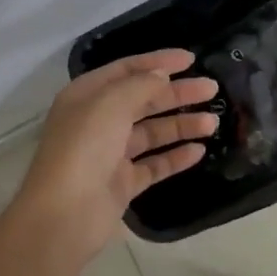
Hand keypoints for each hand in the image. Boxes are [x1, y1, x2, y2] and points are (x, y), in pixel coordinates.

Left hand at [16, 50, 219, 261]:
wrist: (64, 215)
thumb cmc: (84, 147)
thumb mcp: (111, 103)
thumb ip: (141, 84)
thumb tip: (161, 75)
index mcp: (87, 96)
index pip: (127, 70)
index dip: (159, 62)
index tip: (191, 59)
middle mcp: (98, 121)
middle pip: (144, 100)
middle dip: (177, 93)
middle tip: (212, 89)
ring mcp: (111, 154)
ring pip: (152, 132)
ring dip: (181, 125)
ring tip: (212, 123)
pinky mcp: (122, 184)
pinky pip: (154, 165)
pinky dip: (175, 157)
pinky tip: (199, 151)